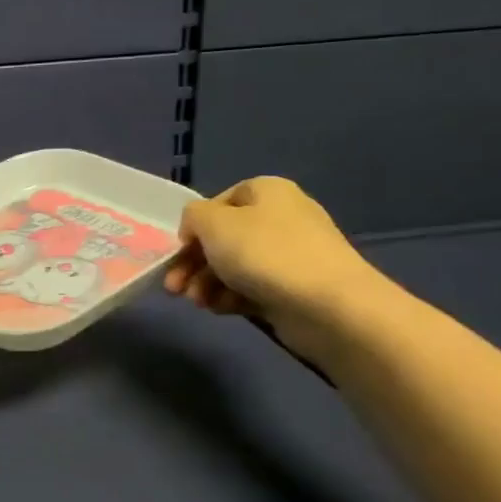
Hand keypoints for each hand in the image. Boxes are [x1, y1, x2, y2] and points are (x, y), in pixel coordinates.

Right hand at [164, 177, 391, 362]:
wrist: (327, 305)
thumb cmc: (264, 253)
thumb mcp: (214, 223)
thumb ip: (193, 216)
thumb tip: (196, 227)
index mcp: (266, 191)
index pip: (218, 203)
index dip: (194, 227)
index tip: (179, 251)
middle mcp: (280, 217)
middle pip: (223, 238)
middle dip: (193, 264)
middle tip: (173, 288)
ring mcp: (290, 254)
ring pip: (234, 266)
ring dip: (207, 283)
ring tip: (198, 302)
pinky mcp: (293, 288)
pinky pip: (252, 288)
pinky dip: (231, 297)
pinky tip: (221, 309)